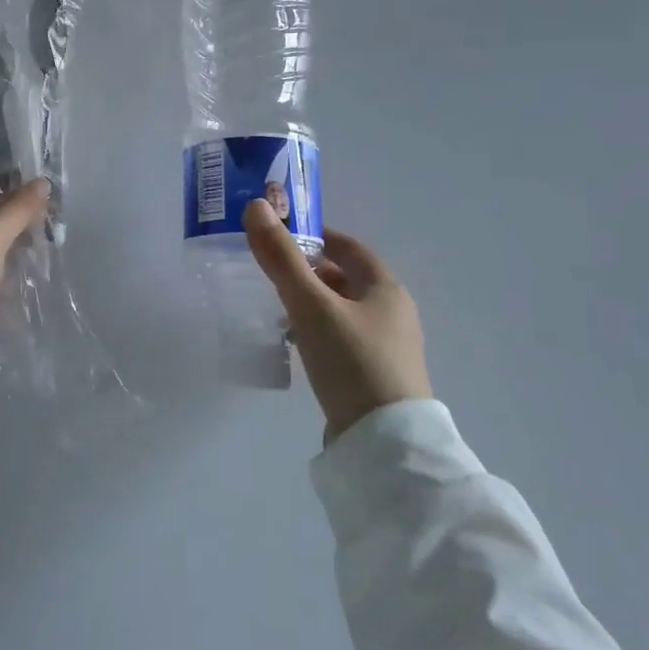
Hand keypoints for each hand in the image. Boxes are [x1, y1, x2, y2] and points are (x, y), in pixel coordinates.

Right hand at [244, 199, 433, 440]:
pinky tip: (293, 344)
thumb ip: (282, 258)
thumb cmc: (353, 361)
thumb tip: (257, 206)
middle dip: (307, 271)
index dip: (316, 236)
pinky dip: (316, 331)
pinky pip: (340, 339)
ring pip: (340, 310)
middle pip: (344, 279)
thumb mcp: (311, 305)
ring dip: (309, 303)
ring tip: (273, 307)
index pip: (349, 247)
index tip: (280, 236)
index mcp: (385, 288)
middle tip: (267, 272)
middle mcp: (391, 312)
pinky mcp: (373, 375)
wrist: (385, 443)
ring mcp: (385, 347)